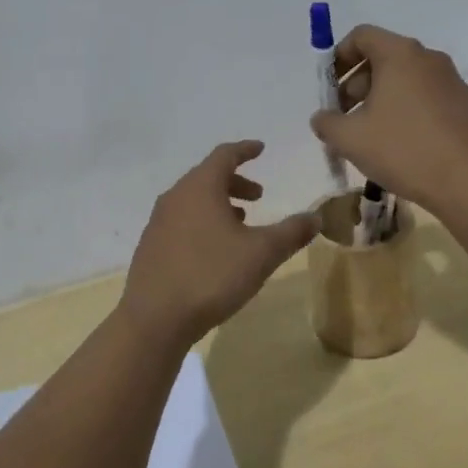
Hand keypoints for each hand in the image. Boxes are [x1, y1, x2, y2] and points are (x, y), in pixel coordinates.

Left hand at [119, 141, 318, 345]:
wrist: (155, 318)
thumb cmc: (211, 275)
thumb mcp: (261, 253)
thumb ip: (291, 232)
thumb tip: (316, 216)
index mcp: (200, 187)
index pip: (224, 155)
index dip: (245, 150)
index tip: (260, 148)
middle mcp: (175, 196)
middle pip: (207, 177)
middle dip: (236, 182)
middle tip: (259, 196)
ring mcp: (158, 221)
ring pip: (193, 200)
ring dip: (219, 203)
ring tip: (241, 222)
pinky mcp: (151, 245)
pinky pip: (181, 220)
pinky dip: (202, 221)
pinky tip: (214, 248)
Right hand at [310, 25, 467, 212]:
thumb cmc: (403, 150)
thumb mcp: (349, 138)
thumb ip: (326, 122)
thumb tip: (323, 118)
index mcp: (400, 54)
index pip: (362, 36)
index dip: (338, 57)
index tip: (329, 88)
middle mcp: (430, 59)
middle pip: (385, 57)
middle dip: (358, 83)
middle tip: (345, 116)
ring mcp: (454, 82)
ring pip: (408, 79)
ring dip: (383, 98)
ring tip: (372, 134)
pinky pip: (429, 99)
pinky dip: (410, 111)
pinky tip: (405, 144)